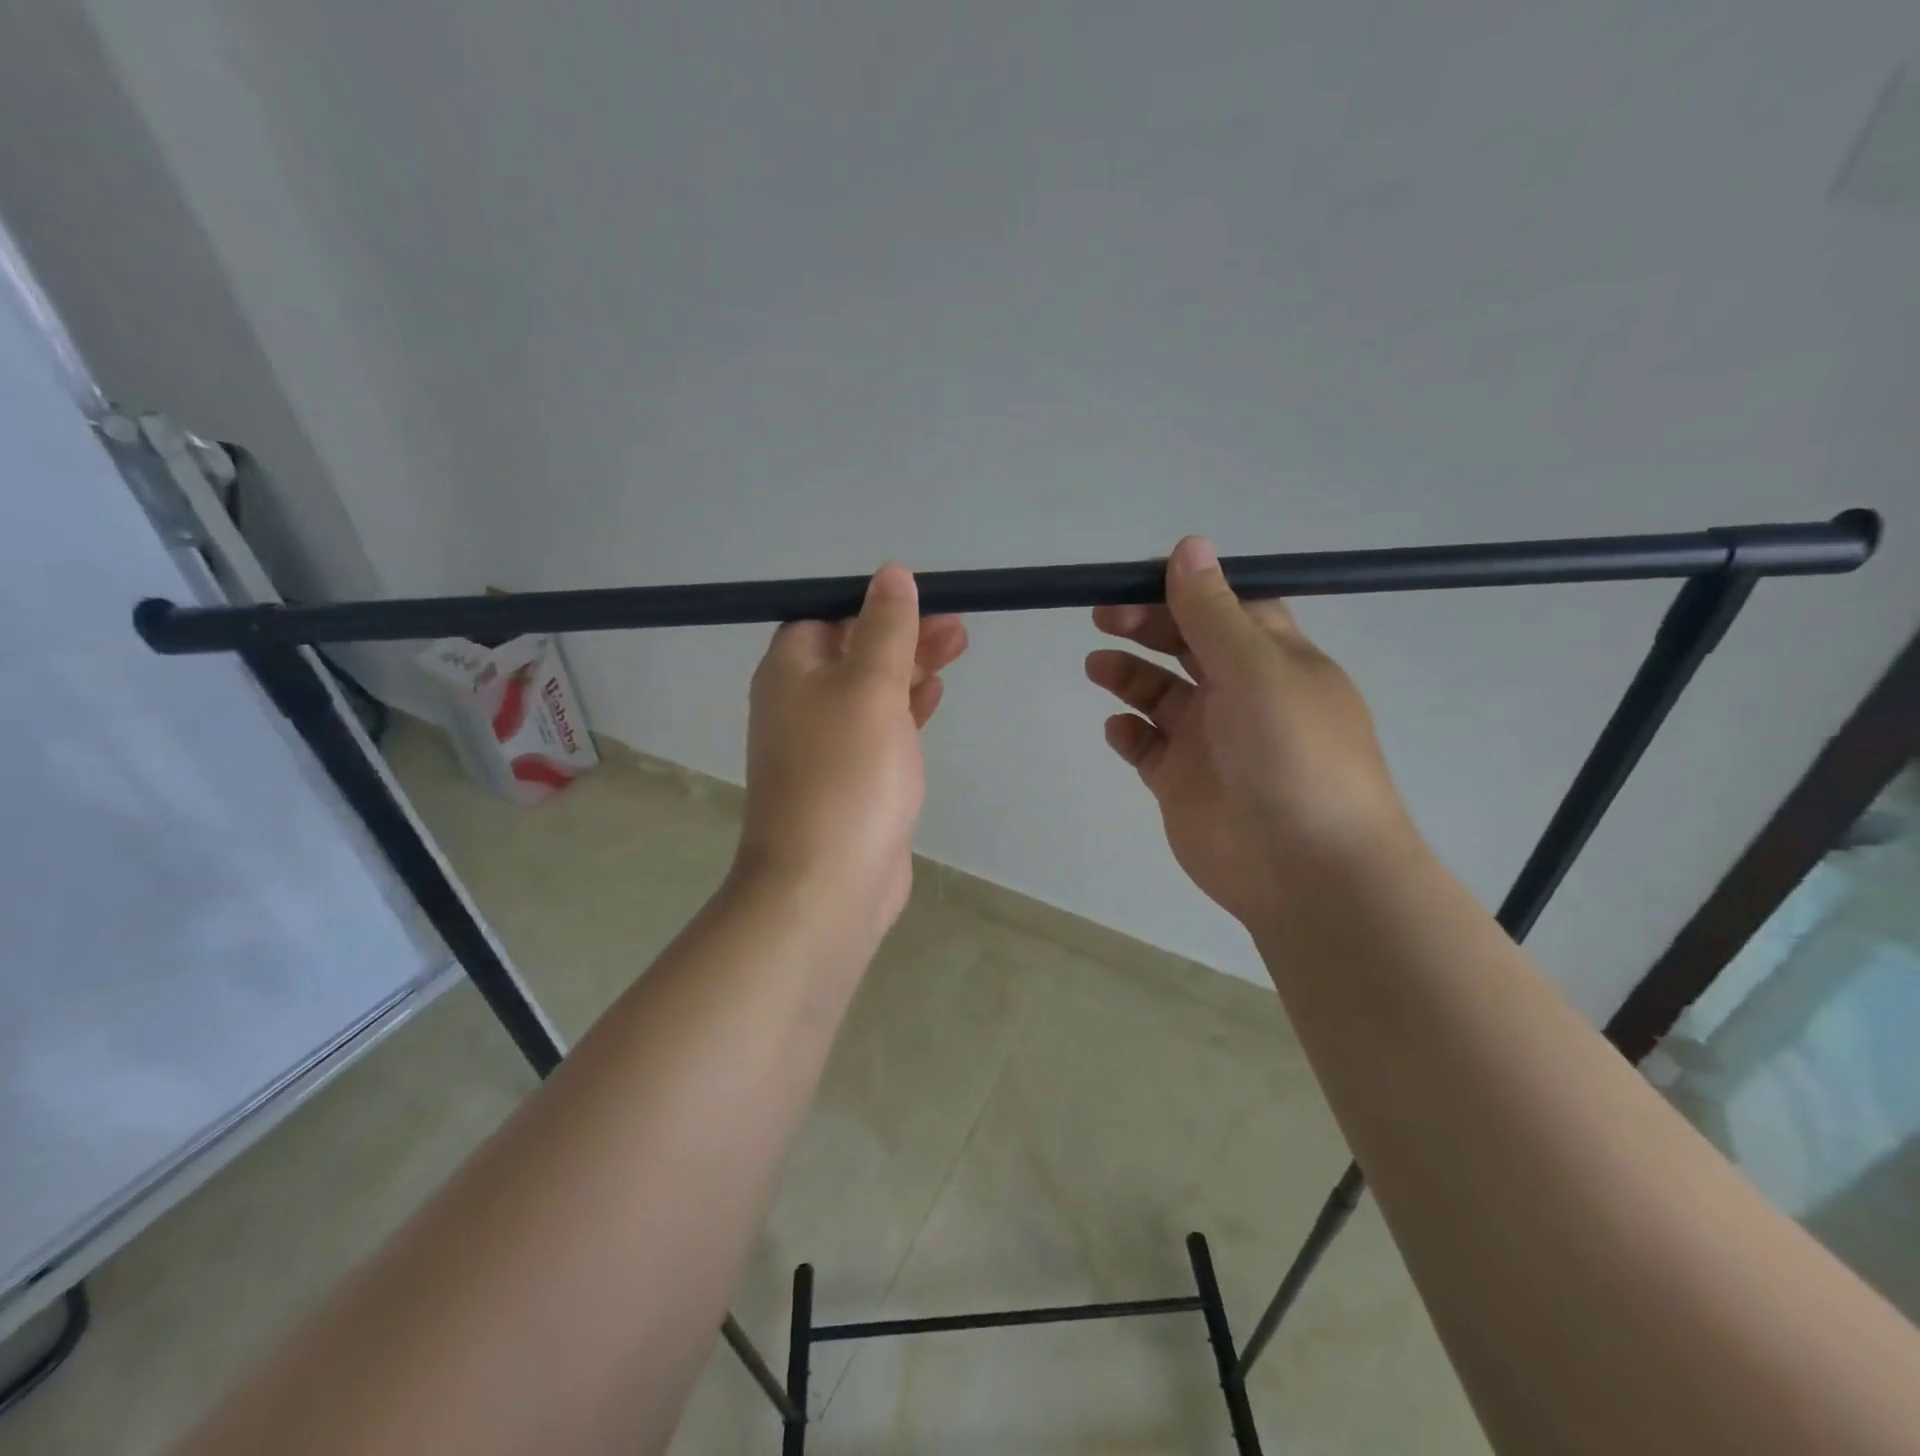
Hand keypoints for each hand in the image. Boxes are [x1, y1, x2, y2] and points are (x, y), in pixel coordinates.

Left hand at [736, 564, 966, 945]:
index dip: (872, 604)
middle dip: (903, 634)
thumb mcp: (870, 687)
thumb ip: (885, 629)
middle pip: (854, 651)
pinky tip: (934, 696)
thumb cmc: (847, 774)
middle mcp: (799, 703)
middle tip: (958, 627)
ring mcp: (824, 745)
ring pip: (871, 690)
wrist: (826, 884)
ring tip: (959, 648)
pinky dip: (905, 708)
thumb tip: (890, 573)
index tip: (922, 600)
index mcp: (790, 672)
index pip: (826, 616)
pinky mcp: (850, 780)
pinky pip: (879, 729)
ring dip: (911, 667)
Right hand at [1086, 536, 1411, 928]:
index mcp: (1273, 659)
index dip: (1184, 589)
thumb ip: (1213, 612)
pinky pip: (1147, 747)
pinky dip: (1129, 733)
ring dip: (1128, 675)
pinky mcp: (1182, 783)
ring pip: (1160, 694)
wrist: (1307, 870)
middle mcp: (1241, 693)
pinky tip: (1119, 730)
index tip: (1137, 579)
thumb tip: (1189, 545)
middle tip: (1104, 617)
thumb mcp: (1256, 669)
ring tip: (1097, 666)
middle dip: (1146, 625)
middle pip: (1186, 645)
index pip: (1226, 607)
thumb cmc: (1293, 755)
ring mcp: (1210, 740)